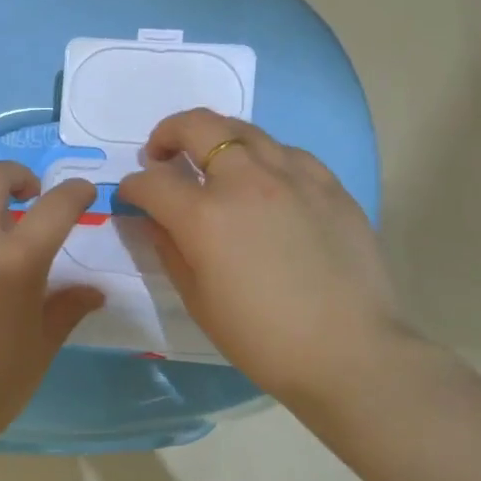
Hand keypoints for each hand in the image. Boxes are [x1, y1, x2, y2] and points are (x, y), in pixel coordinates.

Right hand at [117, 109, 403, 411]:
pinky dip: (262, 158)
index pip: (152, 182)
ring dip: (215, 139)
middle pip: (196, 126)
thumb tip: (152, 218)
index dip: (132, 186)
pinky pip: (286, 152)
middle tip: (162, 156)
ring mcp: (293, 176)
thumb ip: (168, 247)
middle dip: (167, 134)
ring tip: (212, 163)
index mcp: (205, 216)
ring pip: (243, 130)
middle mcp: (246, 181)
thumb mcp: (197, 298)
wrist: (349, 353)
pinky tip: (265, 183)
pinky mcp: (329, 183)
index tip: (131, 196)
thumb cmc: (260, 337)